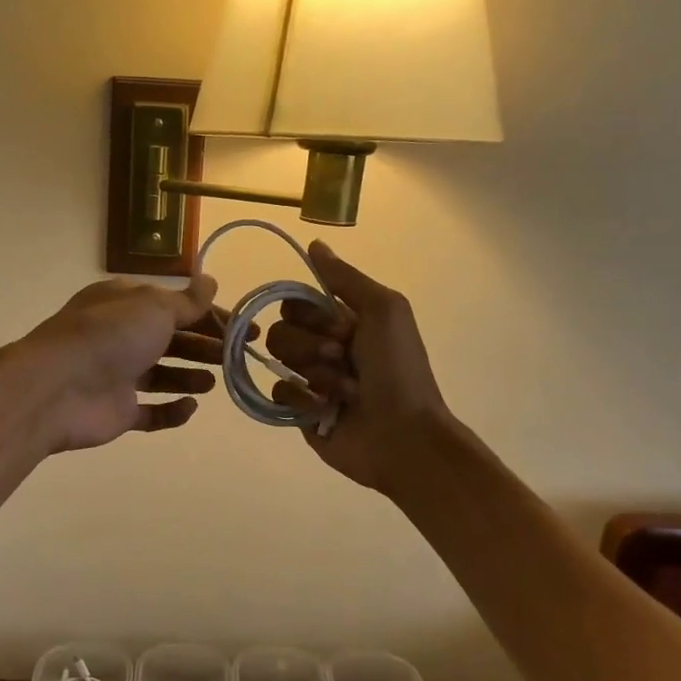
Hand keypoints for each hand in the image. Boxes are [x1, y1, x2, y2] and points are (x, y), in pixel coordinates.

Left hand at [21, 273, 226, 452]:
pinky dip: (171, 410)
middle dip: (205, 345)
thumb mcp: (154, 307)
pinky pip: (150, 412)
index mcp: (126, 303)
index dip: (211, 315)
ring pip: (162, 374)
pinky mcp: (116, 410)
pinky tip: (190, 407)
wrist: (57, 388)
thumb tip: (211, 280)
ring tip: (215, 381)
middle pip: (171, 338)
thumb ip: (187, 301)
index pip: (176, 305)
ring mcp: (117, 375)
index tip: (245, 328)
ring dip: (190, 375)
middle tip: (237, 355)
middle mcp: (120, 335)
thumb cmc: (110, 336)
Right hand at [263, 240, 453, 492]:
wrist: (404, 435)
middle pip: (282, 328)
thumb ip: (345, 278)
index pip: (297, 301)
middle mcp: (323, 345)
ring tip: (344, 391)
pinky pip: (277, 392)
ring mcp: (310, 379)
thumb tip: (314, 244)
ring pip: (279, 359)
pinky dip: (301, 399)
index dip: (313, 314)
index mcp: (343, 320)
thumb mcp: (384, 310)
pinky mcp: (299, 411)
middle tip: (344, 359)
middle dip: (313, 345)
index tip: (342, 328)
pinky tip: (325, 410)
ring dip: (315, 373)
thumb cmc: (399, 370)